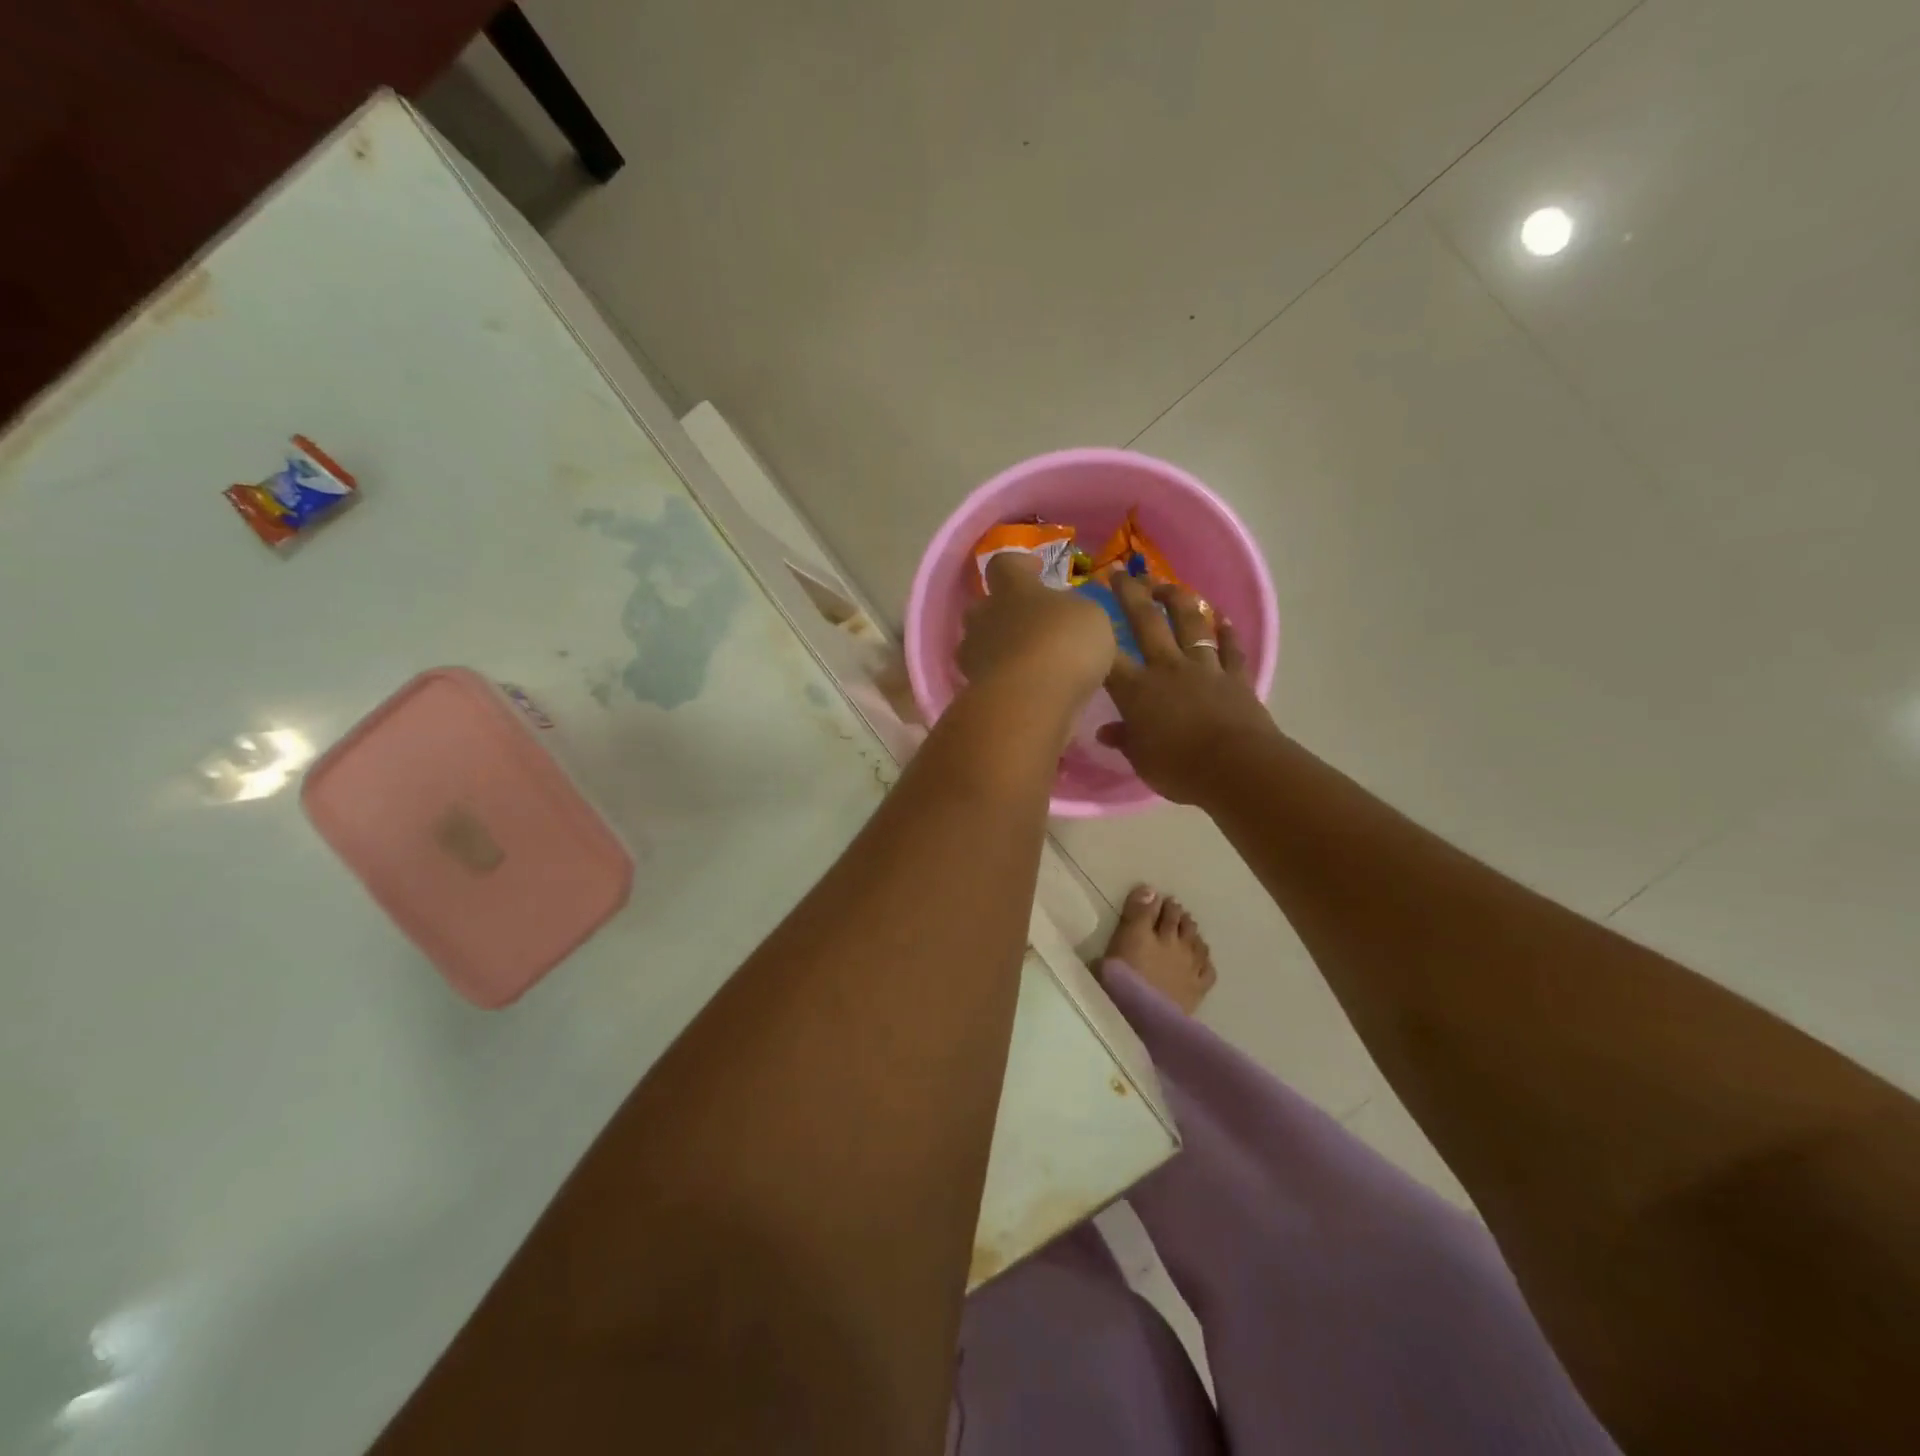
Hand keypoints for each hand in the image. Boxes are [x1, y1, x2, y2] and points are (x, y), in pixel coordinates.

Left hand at [959, 552, 1115, 711]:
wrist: (1027, 702)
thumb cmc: (1063, 644)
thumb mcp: (1091, 617)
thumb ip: (1076, 610)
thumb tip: (1068, 613)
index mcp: (1012, 587)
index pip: (1004, 563)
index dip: (1019, 564)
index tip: (1034, 570)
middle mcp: (984, 616)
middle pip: (984, 606)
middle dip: (1003, 612)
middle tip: (1030, 624)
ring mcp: (973, 655)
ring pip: (980, 644)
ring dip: (1000, 649)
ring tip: (1028, 663)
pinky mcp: (971, 690)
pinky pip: (986, 677)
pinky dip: (1002, 680)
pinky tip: (1025, 690)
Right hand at [1099, 573, 1279, 804]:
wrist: (1236, 767)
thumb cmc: (1179, 768)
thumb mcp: (1141, 760)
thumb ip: (1124, 740)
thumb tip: (1106, 732)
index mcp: (1137, 690)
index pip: (1108, 656)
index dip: (1095, 632)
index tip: (1085, 613)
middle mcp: (1167, 668)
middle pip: (1146, 622)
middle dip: (1131, 594)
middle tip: (1121, 572)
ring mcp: (1204, 668)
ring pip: (1190, 624)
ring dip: (1178, 600)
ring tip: (1166, 585)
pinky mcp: (1235, 677)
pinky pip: (1231, 649)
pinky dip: (1227, 633)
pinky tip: (1222, 618)